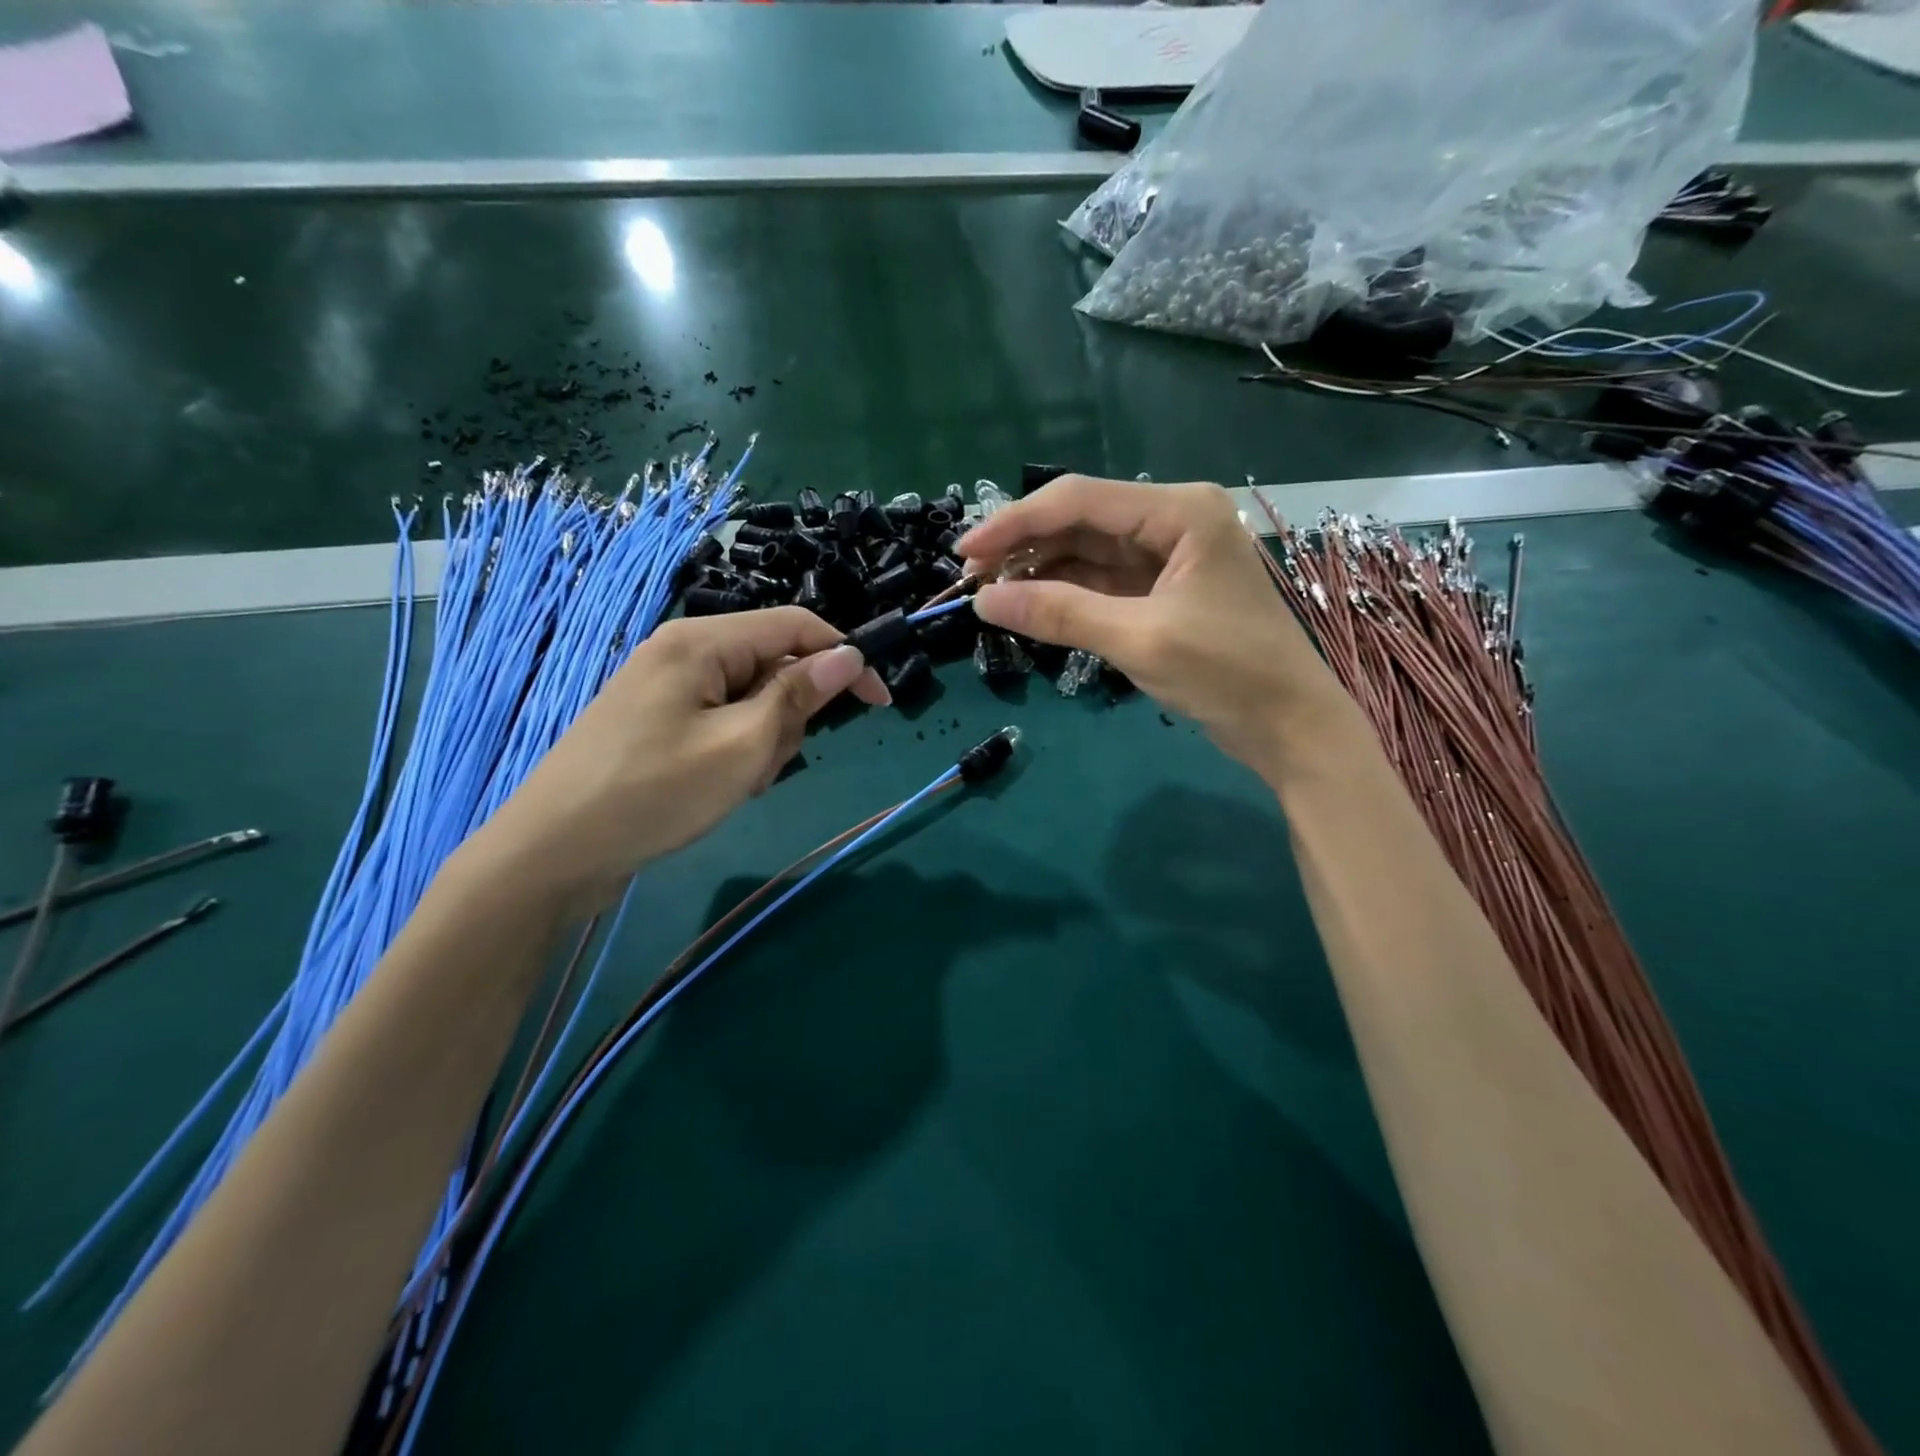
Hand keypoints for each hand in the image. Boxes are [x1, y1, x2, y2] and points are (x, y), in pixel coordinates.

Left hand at [470, 608, 888, 918]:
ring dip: (762, 739)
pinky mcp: (656, 720)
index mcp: (701, 641)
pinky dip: (734, 749)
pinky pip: (720, 719)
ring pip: (750, 698)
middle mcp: (682, 651)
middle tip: (765, 764)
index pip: (796, 626)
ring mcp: (665, 687)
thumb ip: (798, 695)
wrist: (552, 853)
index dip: (846, 658)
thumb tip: (848, 655)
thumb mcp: (742, 746)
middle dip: (789, 714)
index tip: (879, 704)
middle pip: (772, 664)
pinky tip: (715, 785)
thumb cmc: (654, 794)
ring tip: (736, 782)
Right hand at [957, 475, 1350, 777]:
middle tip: (971, 579)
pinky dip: (1066, 594)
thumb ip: (1060, 613)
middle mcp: (1172, 521)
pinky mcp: (1163, 592)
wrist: (1291, 726)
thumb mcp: (1139, 640)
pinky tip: (1030, 606)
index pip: (1079, 501)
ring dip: (1040, 571)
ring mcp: (1168, 557)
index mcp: (1178, 511)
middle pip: (1080, 522)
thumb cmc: (1228, 673)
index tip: (963, 552)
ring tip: (990, 594)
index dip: (1014, 523)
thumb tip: (985, 600)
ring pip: (1087, 552)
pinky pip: (1102, 582)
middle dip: (1024, 548)